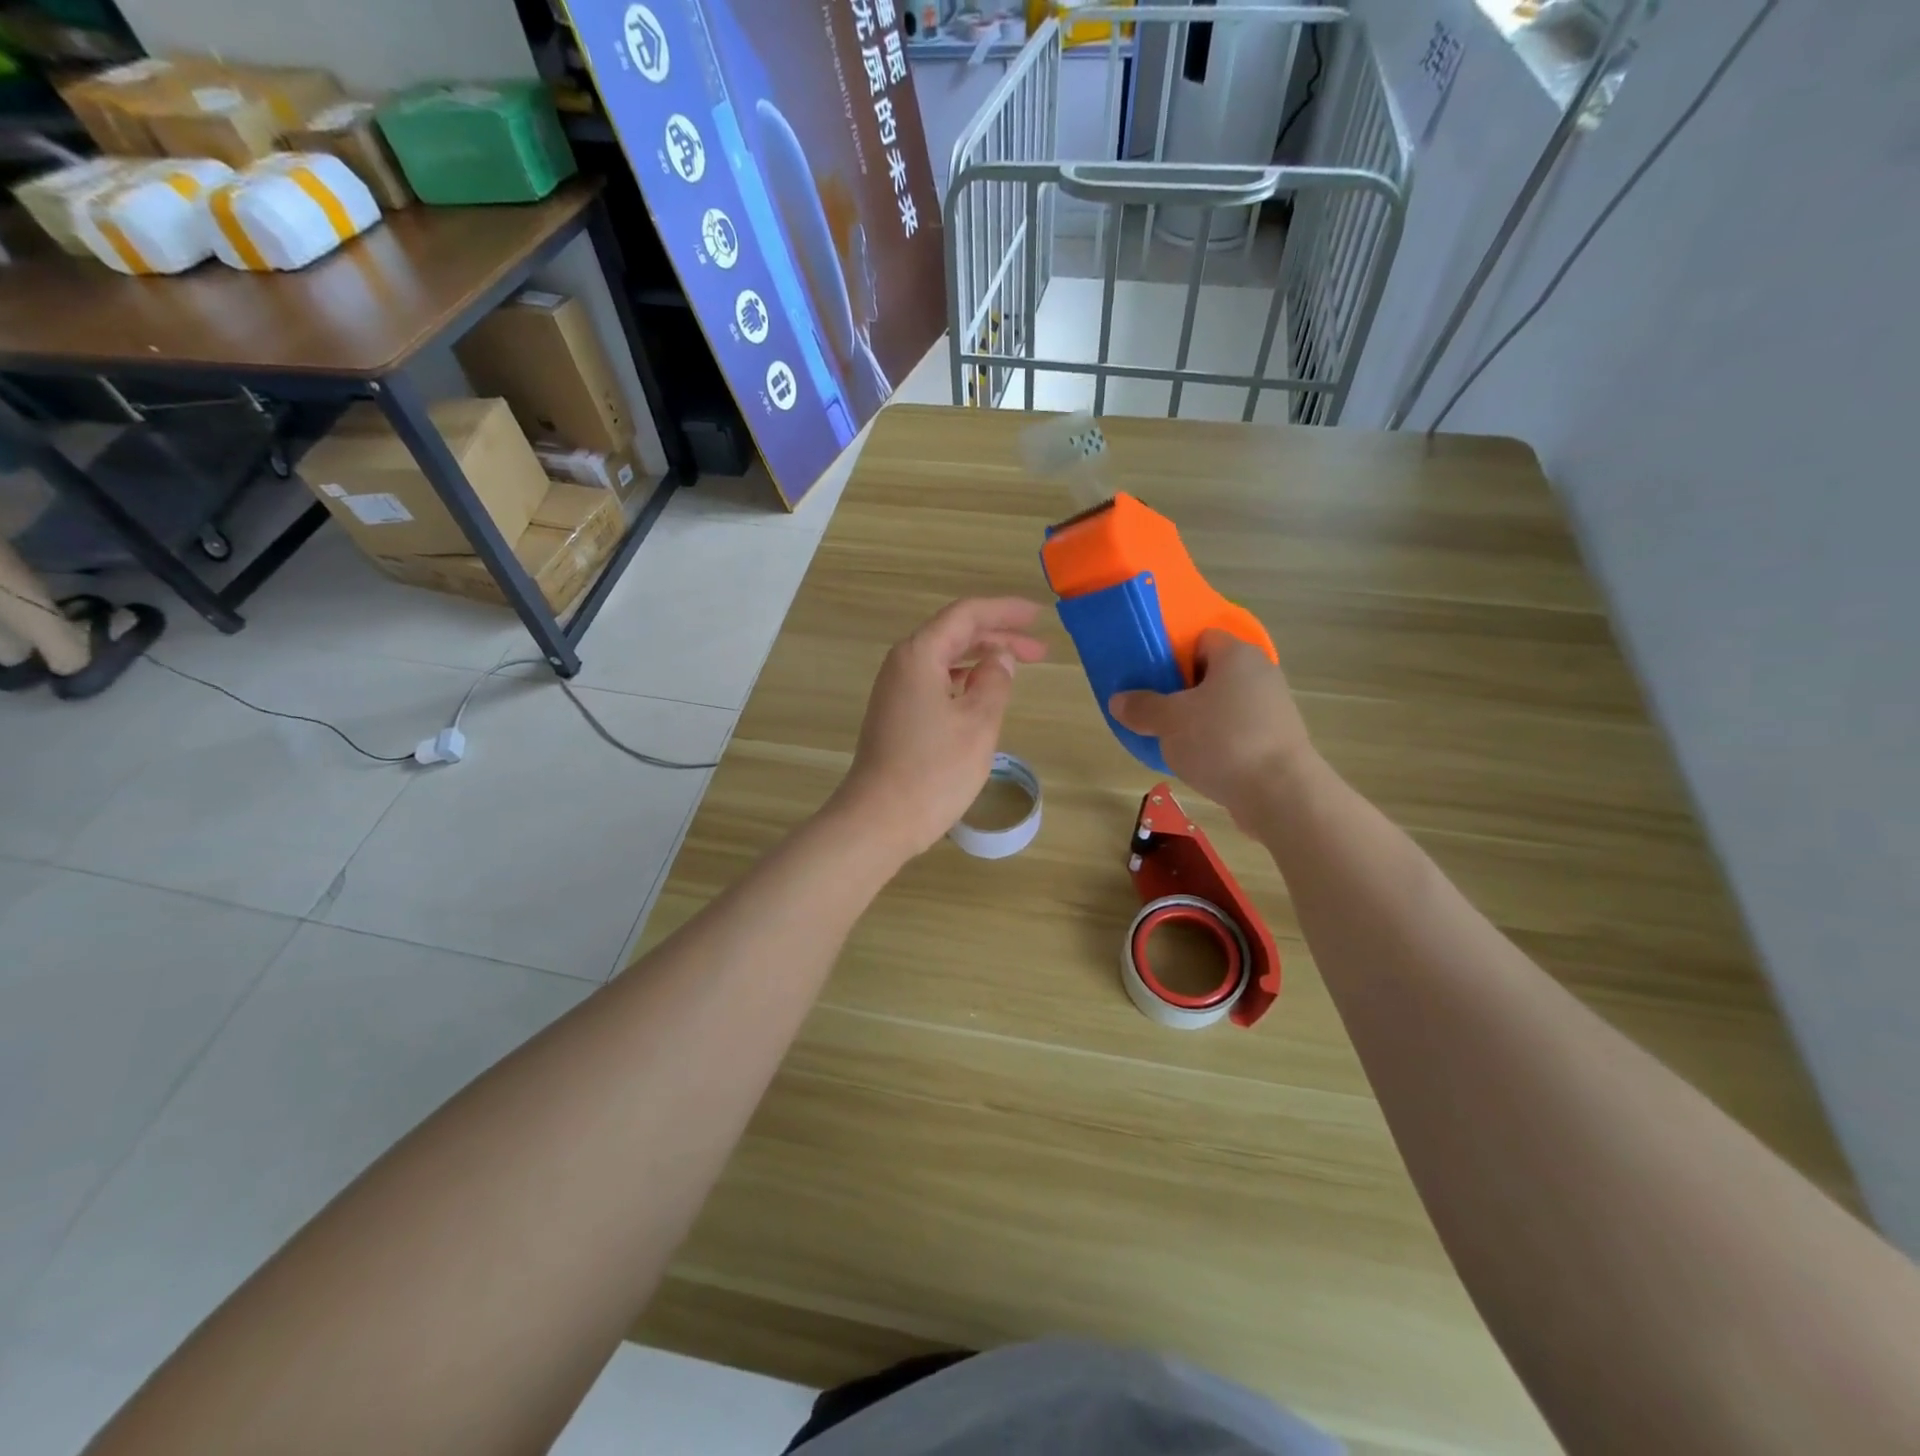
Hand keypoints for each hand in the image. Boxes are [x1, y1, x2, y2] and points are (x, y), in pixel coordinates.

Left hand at [830, 598, 1048, 861]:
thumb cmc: (933, 771)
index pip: (966, 615)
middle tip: (1040, 651)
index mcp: (920, 655)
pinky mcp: (896, 714)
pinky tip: (983, 693)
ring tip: (1018, 669)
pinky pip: (936, 681)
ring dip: (982, 659)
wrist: (879, 820)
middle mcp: (903, 664)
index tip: (1038, 616)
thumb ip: (995, 681)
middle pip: (955, 634)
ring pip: (945, 659)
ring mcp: (896, 690)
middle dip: (998, 636)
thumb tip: (1000, 658)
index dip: (1005, 611)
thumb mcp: (978, 724)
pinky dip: (964, 680)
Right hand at [1109, 628, 1316, 824]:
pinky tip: (1199, 761)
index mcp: (1236, 655)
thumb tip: (1119, 700)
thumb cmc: (1222, 741)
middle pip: (1211, 672)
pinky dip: (1218, 741)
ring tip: (1172, 740)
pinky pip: (1237, 730)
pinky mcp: (1277, 740)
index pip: (1201, 638)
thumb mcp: (1169, 722)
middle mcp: (1260, 673)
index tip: (1151, 678)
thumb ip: (1141, 707)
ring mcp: (1273, 708)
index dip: (1173, 654)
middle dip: (1181, 690)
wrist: (1280, 794)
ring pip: (1224, 704)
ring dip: (1199, 719)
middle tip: (1155, 710)